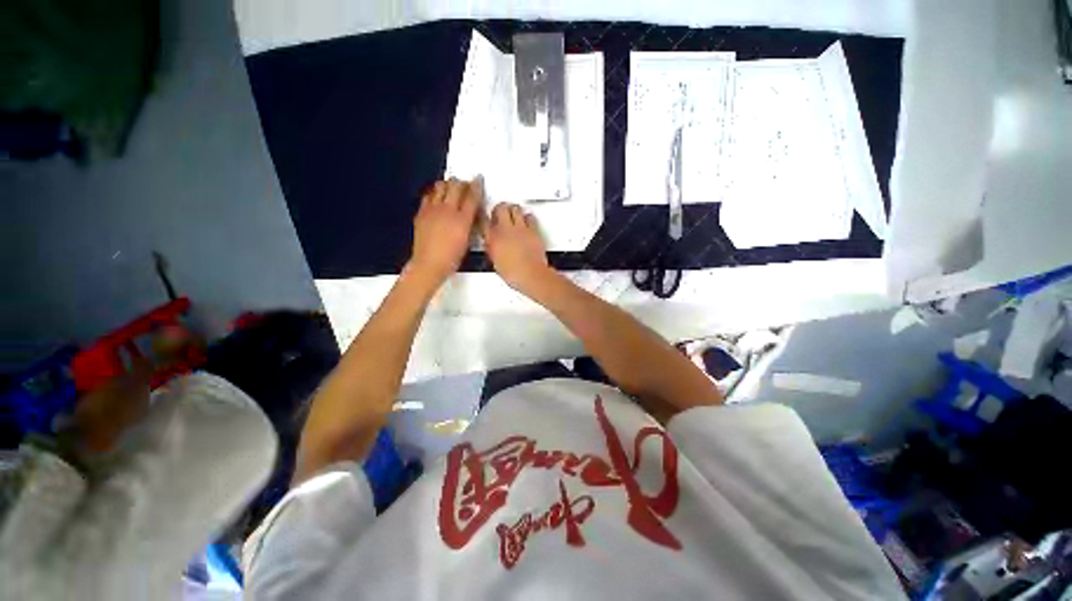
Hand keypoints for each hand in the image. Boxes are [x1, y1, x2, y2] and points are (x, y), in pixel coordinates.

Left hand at [407, 178, 479, 287]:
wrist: (429, 264)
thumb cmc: (452, 258)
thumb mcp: (468, 241)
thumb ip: (470, 223)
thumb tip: (472, 213)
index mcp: (462, 219)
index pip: (471, 196)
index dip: (476, 186)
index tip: (479, 179)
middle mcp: (447, 210)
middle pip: (455, 186)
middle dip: (462, 182)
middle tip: (465, 185)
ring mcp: (432, 209)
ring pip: (440, 186)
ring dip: (448, 185)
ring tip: (451, 190)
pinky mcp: (421, 212)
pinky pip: (429, 195)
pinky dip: (435, 193)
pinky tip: (438, 198)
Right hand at [481, 203, 554, 296]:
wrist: (531, 275)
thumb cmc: (514, 274)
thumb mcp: (496, 263)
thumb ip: (492, 249)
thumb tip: (492, 245)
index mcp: (493, 240)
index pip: (483, 220)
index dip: (482, 216)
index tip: (483, 216)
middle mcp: (505, 231)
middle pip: (500, 208)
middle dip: (499, 209)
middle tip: (500, 213)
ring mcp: (520, 229)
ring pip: (515, 208)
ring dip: (513, 210)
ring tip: (513, 214)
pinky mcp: (533, 230)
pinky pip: (530, 217)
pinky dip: (528, 217)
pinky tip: (526, 221)